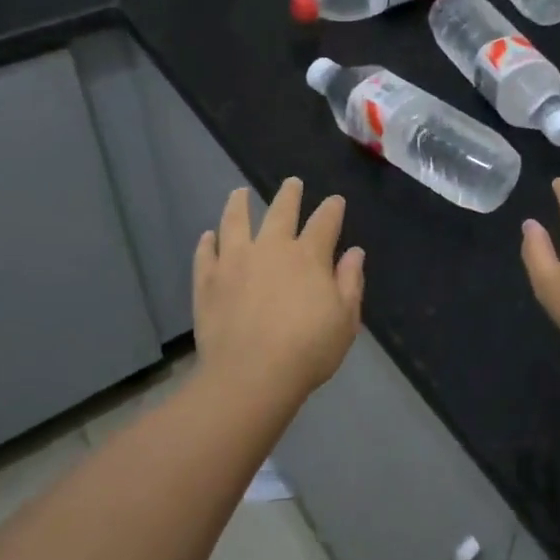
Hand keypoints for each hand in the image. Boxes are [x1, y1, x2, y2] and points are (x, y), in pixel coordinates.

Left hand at [193, 178, 364, 399]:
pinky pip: (206, 254)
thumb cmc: (308, 350)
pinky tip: (208, 236)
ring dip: (239, 204)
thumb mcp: (345, 320)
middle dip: (289, 194)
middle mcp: (272, 248)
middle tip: (292, 183)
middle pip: (281, 211)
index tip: (335, 200)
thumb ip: (350, 282)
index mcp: (308, 256)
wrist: (251, 375)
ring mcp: (235, 261)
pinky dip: (208, 242)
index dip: (332, 209)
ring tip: (239, 193)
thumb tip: (354, 253)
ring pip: (236, 221)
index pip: (324, 222)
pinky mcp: (208, 280)